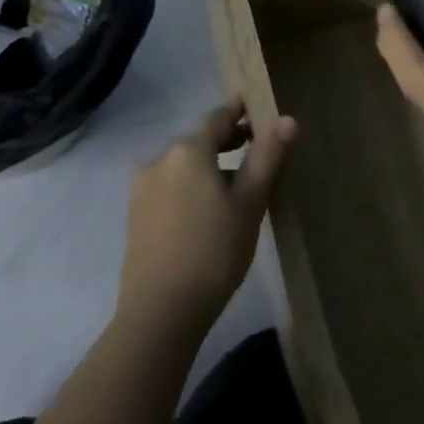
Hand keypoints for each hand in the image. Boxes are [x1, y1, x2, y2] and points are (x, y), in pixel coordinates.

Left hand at [118, 99, 295, 327]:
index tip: (259, 110)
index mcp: (187, 151)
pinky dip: (192, 184)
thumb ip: (268, 158)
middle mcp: (159, 160)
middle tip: (257, 148)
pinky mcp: (135, 215)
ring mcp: (142, 189)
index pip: (218, 117)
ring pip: (183, 164)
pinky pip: (170, 185)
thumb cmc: (214, 252)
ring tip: (238, 183)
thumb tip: (287, 120)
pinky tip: (209, 209)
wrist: (160, 314)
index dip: (241, 111)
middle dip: (227, 140)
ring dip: (210, 165)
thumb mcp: (250, 203)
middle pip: (198, 140)